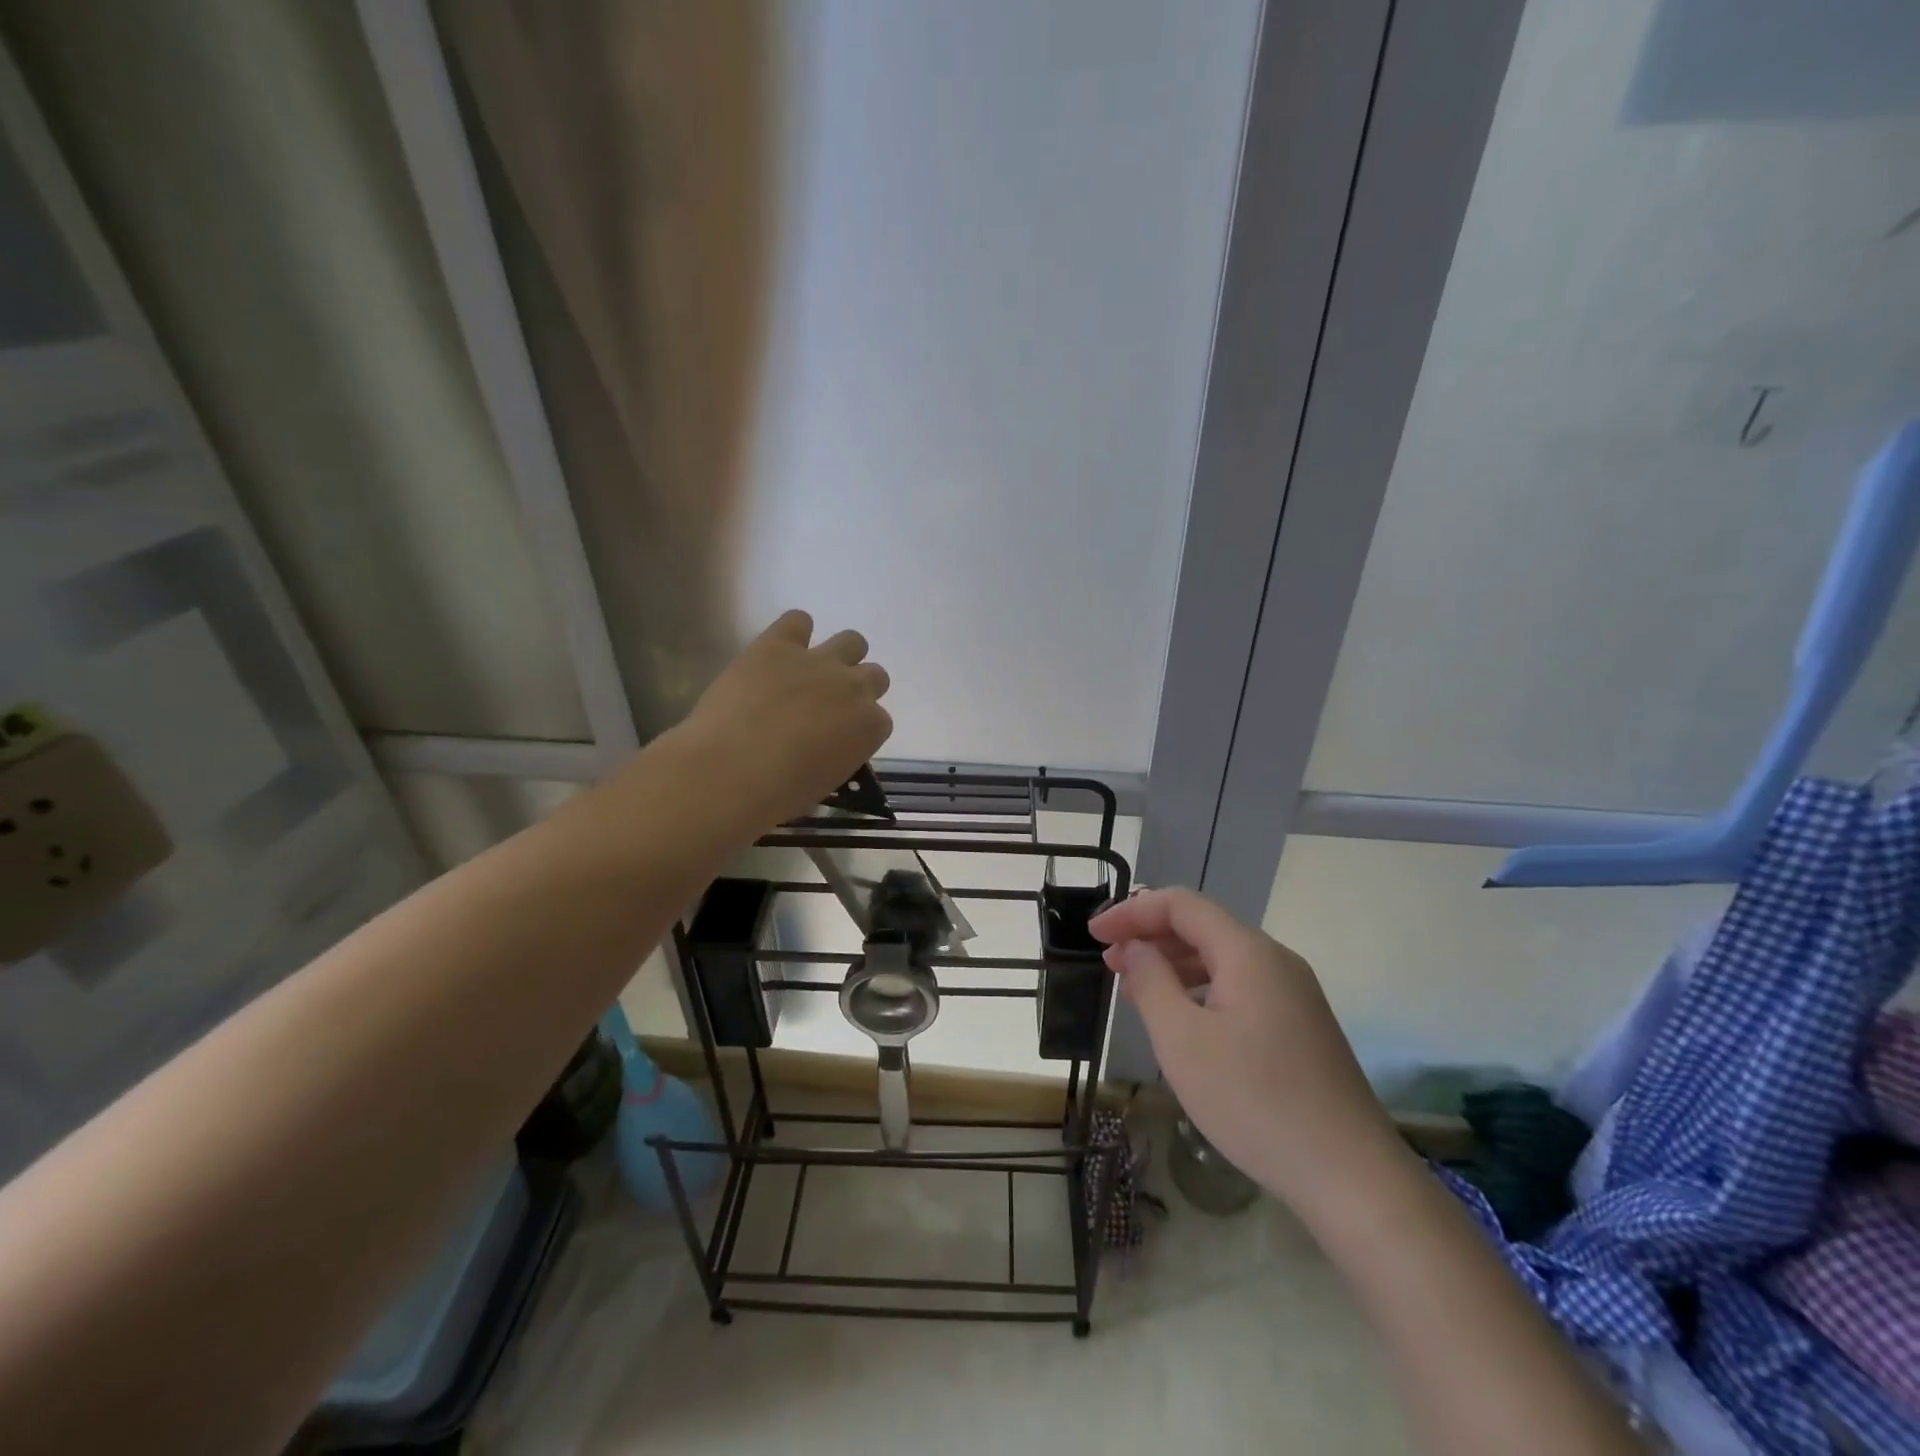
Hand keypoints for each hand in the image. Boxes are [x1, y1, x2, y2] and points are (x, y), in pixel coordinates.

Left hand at [677, 610, 892, 826]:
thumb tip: (824, 746)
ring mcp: (818, 661)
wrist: (729, 771)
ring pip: (852, 641)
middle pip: (874, 675)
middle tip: (827, 705)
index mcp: (870, 728)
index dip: (858, 726)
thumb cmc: (778, 793)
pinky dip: (794, 631)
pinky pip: (798, 620)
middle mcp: (854, 688)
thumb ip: (837, 754)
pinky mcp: (778, 644)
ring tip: (809, 672)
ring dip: (838, 655)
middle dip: (855, 688)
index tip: (839, 737)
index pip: (879, 720)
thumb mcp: (825, 782)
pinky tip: (779, 651)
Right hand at [1089, 888, 1399, 1214]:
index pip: (1180, 905)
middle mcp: (1275, 961)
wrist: (1351, 1177)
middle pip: (1203, 927)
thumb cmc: (1254, 1101)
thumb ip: (1151, 981)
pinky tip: (1182, 1020)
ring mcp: (1294, 993)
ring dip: (1173, 964)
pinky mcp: (1300, 1025)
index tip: (1094, 935)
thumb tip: (1134, 947)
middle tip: (1108, 963)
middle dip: (1150, 936)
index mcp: (1248, 952)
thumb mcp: (1183, 1040)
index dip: (1132, 911)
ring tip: (1135, 991)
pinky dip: (1200, 989)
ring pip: (1221, 958)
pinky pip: (1240, 987)